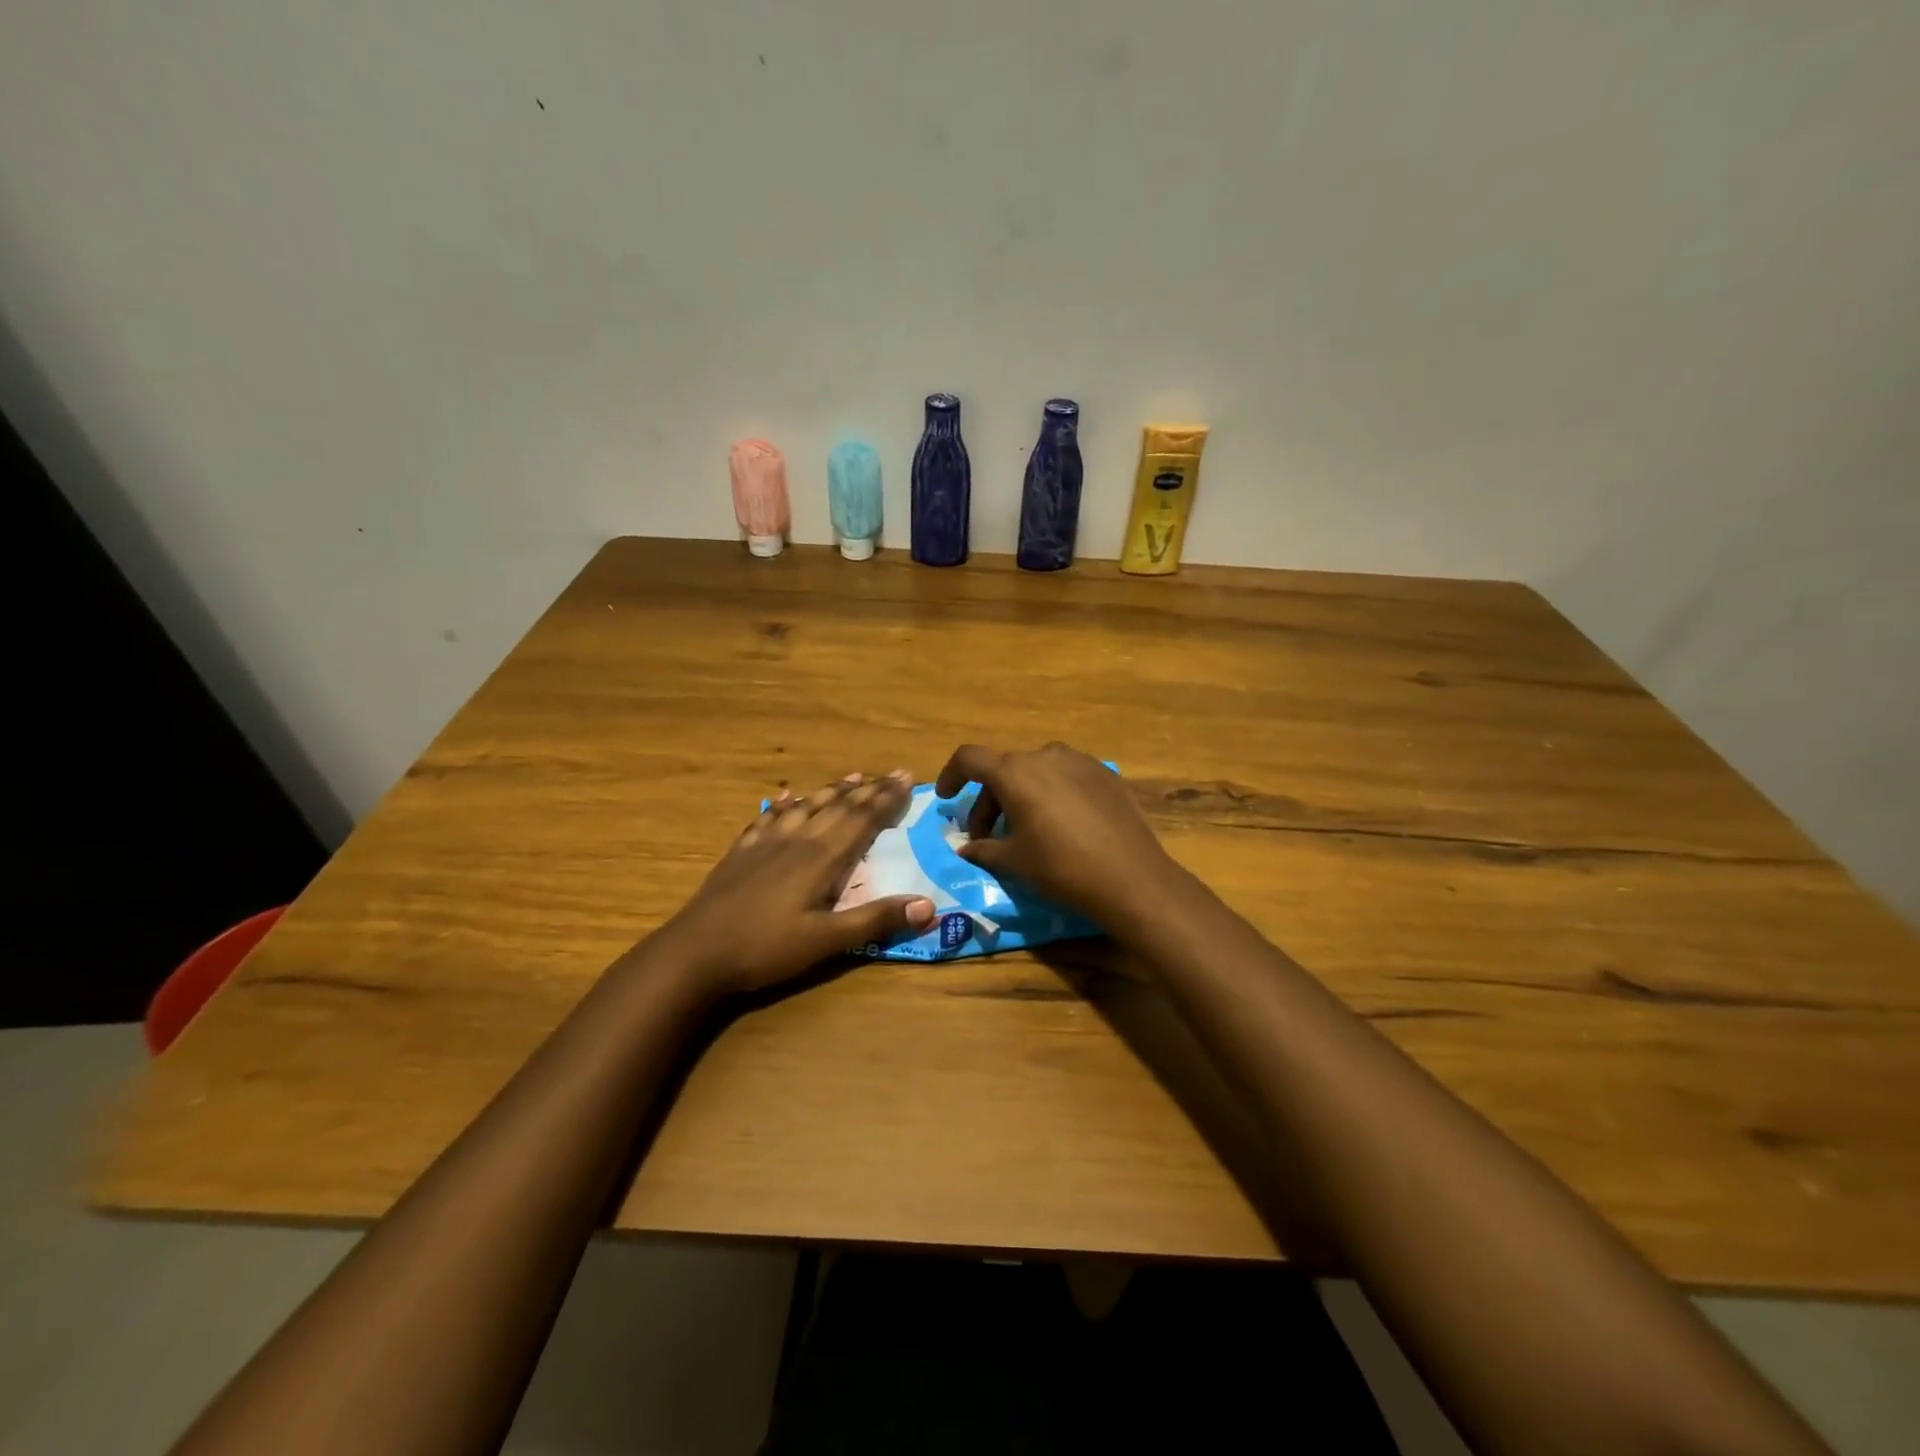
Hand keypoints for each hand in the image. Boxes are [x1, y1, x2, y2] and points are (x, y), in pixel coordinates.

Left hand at [655, 771, 936, 994]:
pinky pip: (769, 817)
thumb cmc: (766, 948)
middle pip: (839, 806)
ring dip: (833, 790)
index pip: (862, 819)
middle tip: (893, 774)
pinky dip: (785, 803)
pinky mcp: (742, 851)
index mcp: (821, 858)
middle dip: (869, 789)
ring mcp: (766, 842)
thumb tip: (929, 906)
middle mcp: (797, 839)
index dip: (886, 799)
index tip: (907, 778)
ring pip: (807, 805)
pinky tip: (787, 797)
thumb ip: (876, 920)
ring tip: (853, 776)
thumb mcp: (826, 942)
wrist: (695, 952)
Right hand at [933, 743, 1178, 930]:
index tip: (947, 798)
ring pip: (1037, 771)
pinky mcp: (1106, 774)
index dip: (952, 775)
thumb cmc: (1061, 867)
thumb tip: (966, 848)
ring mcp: (1080, 761)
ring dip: (1022, 795)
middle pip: (1004, 769)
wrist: (1130, 877)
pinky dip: (1053, 794)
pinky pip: (1067, 777)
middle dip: (989, 800)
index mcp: (1015, 772)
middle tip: (987, 836)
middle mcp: (1045, 755)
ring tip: (1027, 830)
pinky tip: (1063, 825)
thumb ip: (983, 849)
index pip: (969, 758)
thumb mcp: (1013, 861)